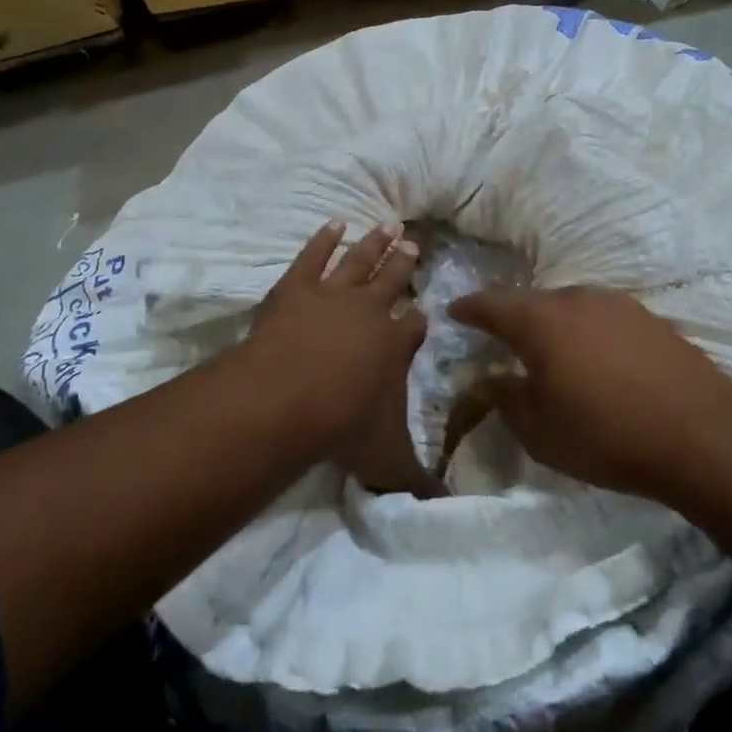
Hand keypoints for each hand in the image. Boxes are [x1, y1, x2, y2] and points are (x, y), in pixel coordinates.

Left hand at [251, 221, 436, 495]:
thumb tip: (444, 508)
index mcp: (396, 344)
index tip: (424, 311)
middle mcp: (371, 311)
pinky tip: (334, 222)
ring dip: (375, 243)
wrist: (286, 397)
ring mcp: (333, 294)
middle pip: (393, 280)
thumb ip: (416, 482)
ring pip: (360, 260)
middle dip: (404, 264)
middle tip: (415, 244)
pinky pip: (314, 255)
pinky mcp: (297, 287)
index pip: (414, 325)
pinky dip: (324, 238)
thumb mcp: (386, 460)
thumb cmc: (342, 425)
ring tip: (390, 224)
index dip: (419, 319)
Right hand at [448, 287, 731, 501]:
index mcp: (541, 321)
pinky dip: (588, 333)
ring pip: (571, 307)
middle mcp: (576, 300)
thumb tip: (490, 379)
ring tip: (551, 352)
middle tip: (502, 339)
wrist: (700, 436)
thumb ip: (506, 400)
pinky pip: (603, 318)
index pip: (492, 304)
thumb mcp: (540, 431)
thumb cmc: (605, 436)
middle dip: (513, 318)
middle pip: (533, 301)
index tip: (455, 310)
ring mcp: (618, 305)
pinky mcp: (650, 318)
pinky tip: (597, 359)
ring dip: (554, 324)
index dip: (470, 307)